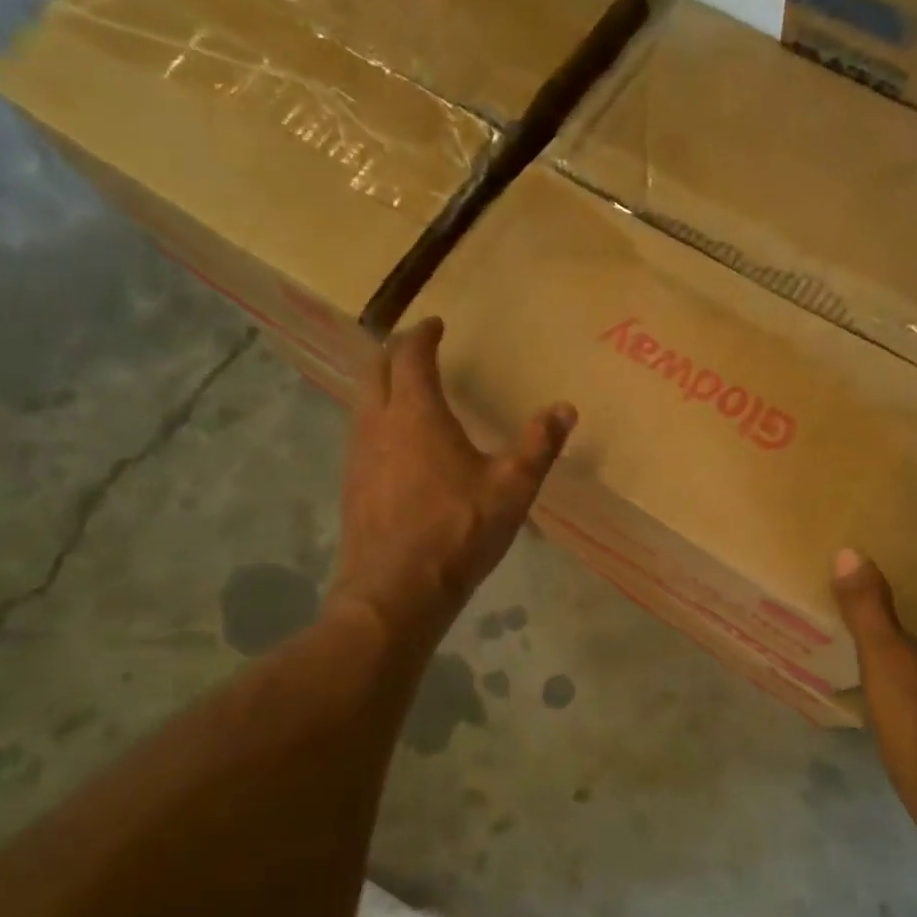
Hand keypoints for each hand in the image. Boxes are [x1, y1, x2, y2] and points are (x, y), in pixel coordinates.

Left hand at [330, 318, 575, 644]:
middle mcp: (378, 424)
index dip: (422, 335)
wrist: (394, 592)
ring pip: (362, 401)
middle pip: (375, 369)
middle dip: (394, 351)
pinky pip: (360, 433)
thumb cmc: (457, 533)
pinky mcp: (351, 485)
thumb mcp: (511, 489)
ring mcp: (358, 455)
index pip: (411, 356)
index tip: (434, 324)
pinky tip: (394, 442)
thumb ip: (538, 445)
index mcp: (416, 414)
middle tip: (415, 346)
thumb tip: (565, 408)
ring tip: (404, 388)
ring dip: (380, 384)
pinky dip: (375, 418)